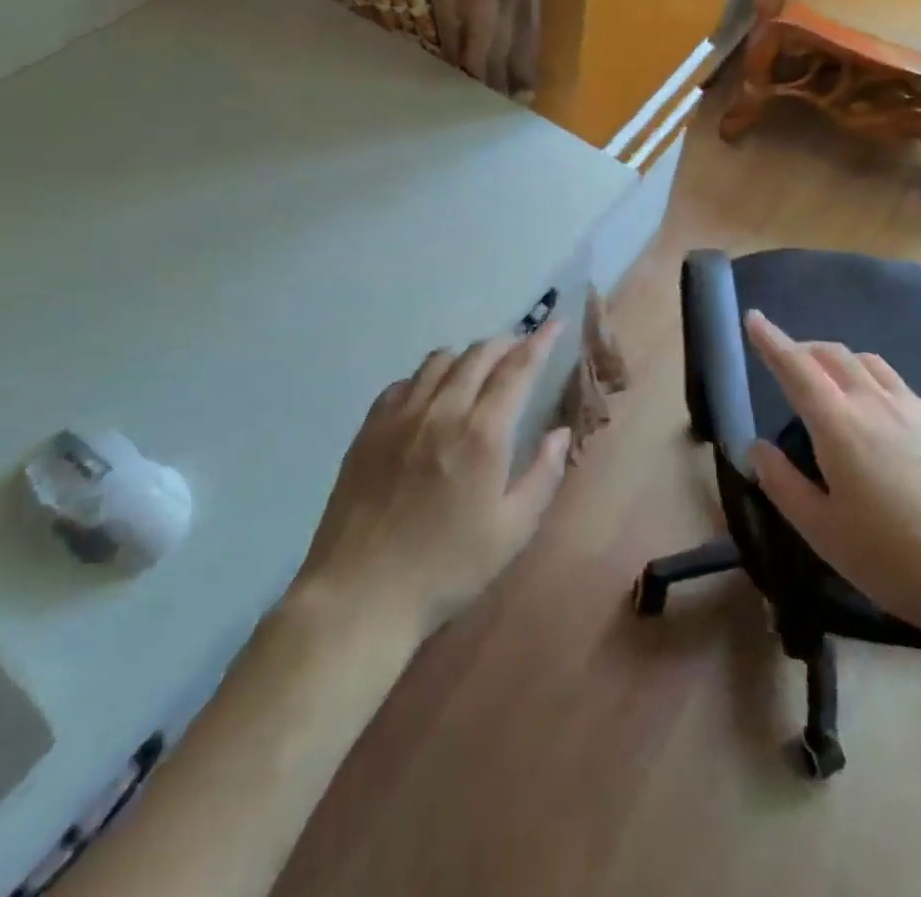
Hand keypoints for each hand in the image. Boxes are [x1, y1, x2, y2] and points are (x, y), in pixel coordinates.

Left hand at [294, 324, 571, 639]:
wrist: (360, 595)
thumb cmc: (447, 568)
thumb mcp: (513, 531)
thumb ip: (543, 474)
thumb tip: (560, 432)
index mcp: (482, 433)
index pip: (517, 369)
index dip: (540, 342)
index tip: (555, 325)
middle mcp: (442, 410)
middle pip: (478, 354)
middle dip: (506, 344)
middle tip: (521, 350)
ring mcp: (400, 416)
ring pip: (439, 360)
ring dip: (467, 356)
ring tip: (478, 371)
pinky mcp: (369, 428)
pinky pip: (403, 382)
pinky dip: (427, 377)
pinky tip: (430, 397)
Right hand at [744, 310, 920, 651]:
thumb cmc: (892, 557)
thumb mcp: (821, 530)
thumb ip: (782, 483)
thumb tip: (756, 447)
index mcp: (838, 424)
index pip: (795, 367)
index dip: (771, 340)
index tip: (753, 318)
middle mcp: (875, 403)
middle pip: (834, 355)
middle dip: (804, 348)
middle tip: (787, 360)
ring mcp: (916, 411)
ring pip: (870, 363)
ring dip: (840, 360)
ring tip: (830, 381)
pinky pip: (899, 386)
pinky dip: (873, 381)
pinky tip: (879, 414)